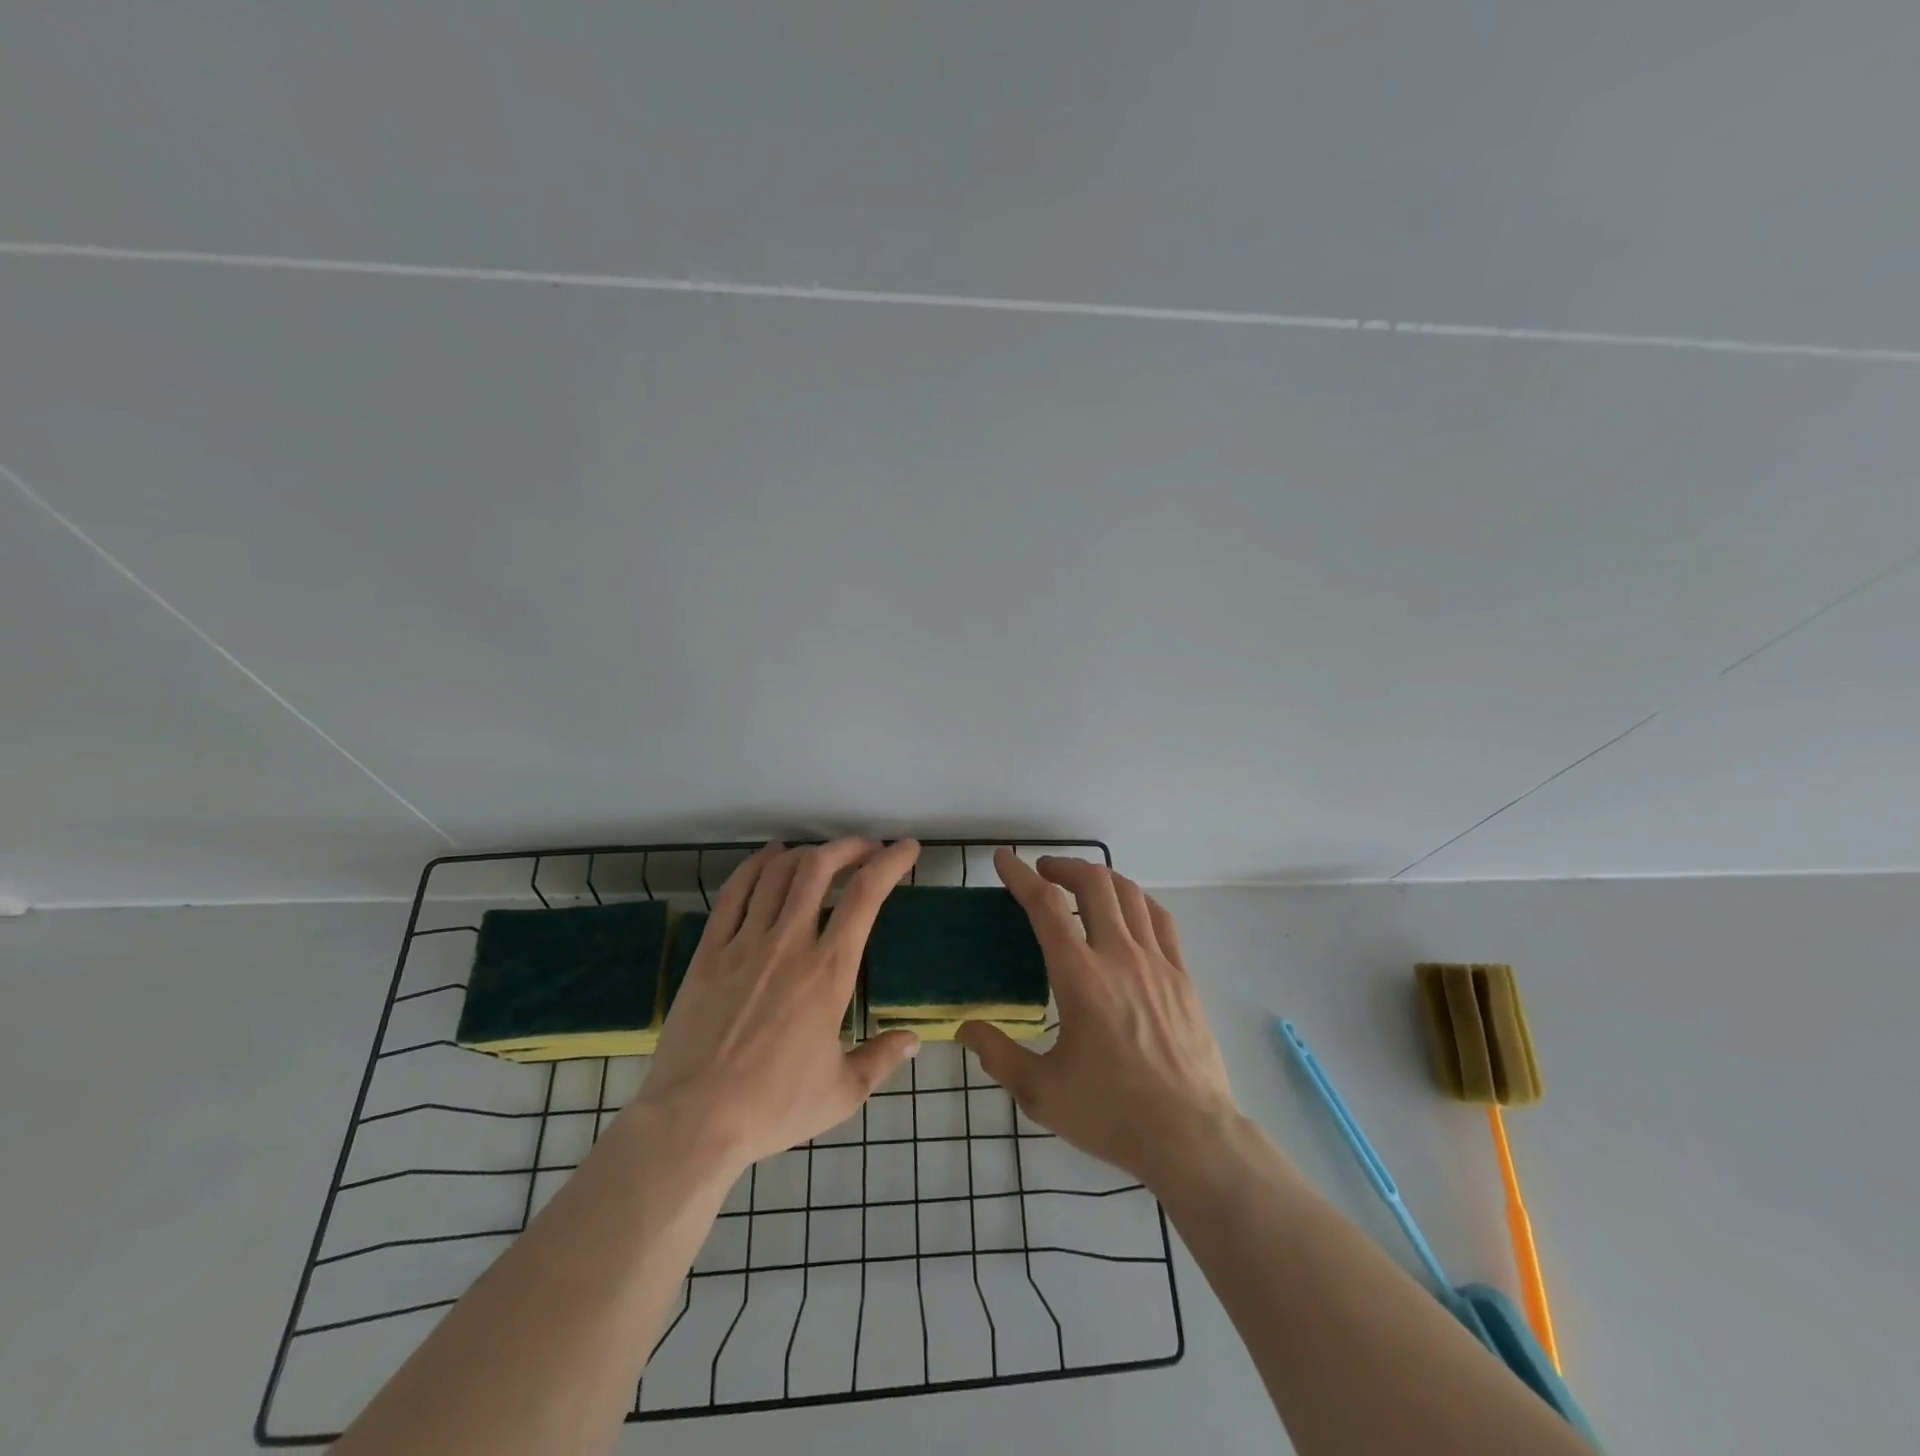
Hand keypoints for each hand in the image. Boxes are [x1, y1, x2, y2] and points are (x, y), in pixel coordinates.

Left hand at [631, 838, 922, 1171]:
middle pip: (819, 868)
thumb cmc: (773, 1107)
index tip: (906, 849)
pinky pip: (734, 892)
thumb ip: (882, 1058)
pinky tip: (770, 857)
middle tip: (867, 847)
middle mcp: (789, 944)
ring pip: (778, 873)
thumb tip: (914, 1039)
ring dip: (807, 852)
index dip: (890, 863)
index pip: (865, 897)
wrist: (693, 1122)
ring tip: (824, 853)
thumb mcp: (842, 1092)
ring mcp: (745, 943)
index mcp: (828, 973)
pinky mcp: (710, 951)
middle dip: (849, 847)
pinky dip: (756, 865)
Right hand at [958, 851, 1238, 1186]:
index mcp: (1081, 978)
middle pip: (1093, 883)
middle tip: (1042, 872)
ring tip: (1080, 885)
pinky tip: (1127, 911)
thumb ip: (998, 1055)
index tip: (1004, 859)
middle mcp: (1119, 956)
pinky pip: (1160, 919)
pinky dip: (1136, 901)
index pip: (1046, 907)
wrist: (1191, 1137)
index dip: (1020, 876)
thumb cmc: (1112, 1114)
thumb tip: (965, 1029)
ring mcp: (1157, 963)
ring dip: (1100, 878)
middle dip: (1062, 866)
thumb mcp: (1041, 1093)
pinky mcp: (1183, 976)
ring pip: (1129, 894)